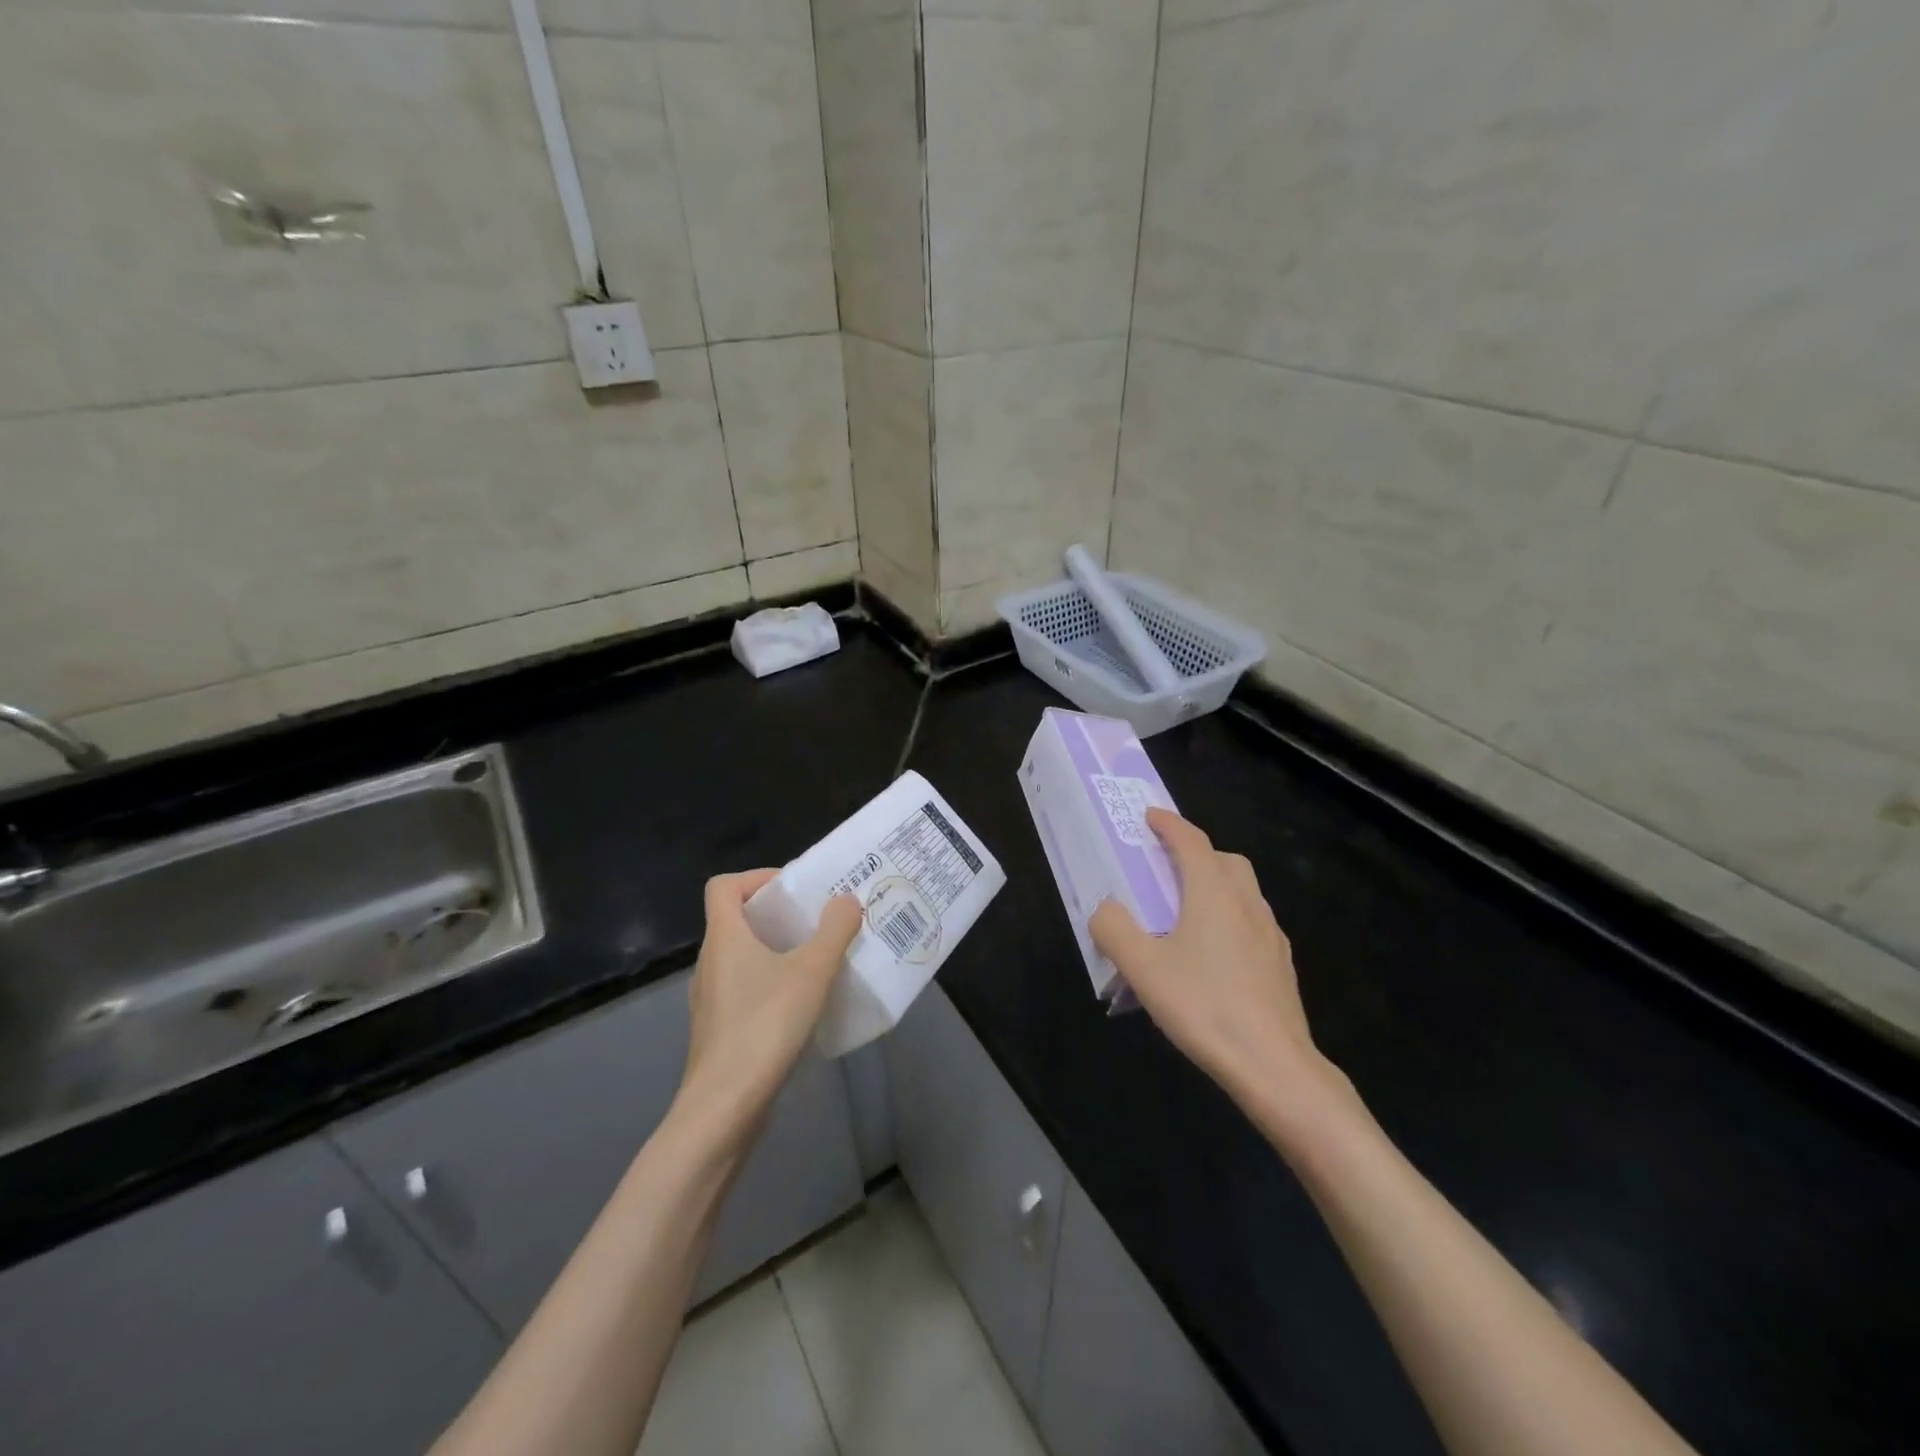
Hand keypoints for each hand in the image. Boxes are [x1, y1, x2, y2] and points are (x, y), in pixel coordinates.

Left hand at [676, 871, 862, 1141]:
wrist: (724, 1108)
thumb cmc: (766, 1025)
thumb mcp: (812, 971)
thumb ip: (834, 930)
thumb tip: (846, 899)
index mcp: (724, 937)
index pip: (723, 886)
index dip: (757, 877)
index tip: (794, 890)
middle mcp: (710, 962)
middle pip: (736, 920)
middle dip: (777, 915)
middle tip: (817, 922)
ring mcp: (710, 999)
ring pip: (741, 957)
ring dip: (776, 951)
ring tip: (816, 961)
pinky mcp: (718, 1030)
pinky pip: (744, 989)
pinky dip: (770, 984)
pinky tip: (802, 1006)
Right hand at [1090, 810, 1346, 1118]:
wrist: (1274, 1065)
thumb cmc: (1204, 1006)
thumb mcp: (1143, 968)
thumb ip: (1114, 929)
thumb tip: (1106, 909)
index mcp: (1213, 893)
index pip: (1191, 841)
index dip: (1169, 824)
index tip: (1149, 816)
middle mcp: (1247, 903)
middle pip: (1225, 860)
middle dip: (1196, 853)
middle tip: (1167, 868)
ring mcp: (1270, 934)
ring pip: (1243, 891)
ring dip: (1216, 885)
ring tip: (1187, 912)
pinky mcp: (1281, 965)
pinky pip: (1252, 922)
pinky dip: (1230, 917)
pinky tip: (1214, 954)